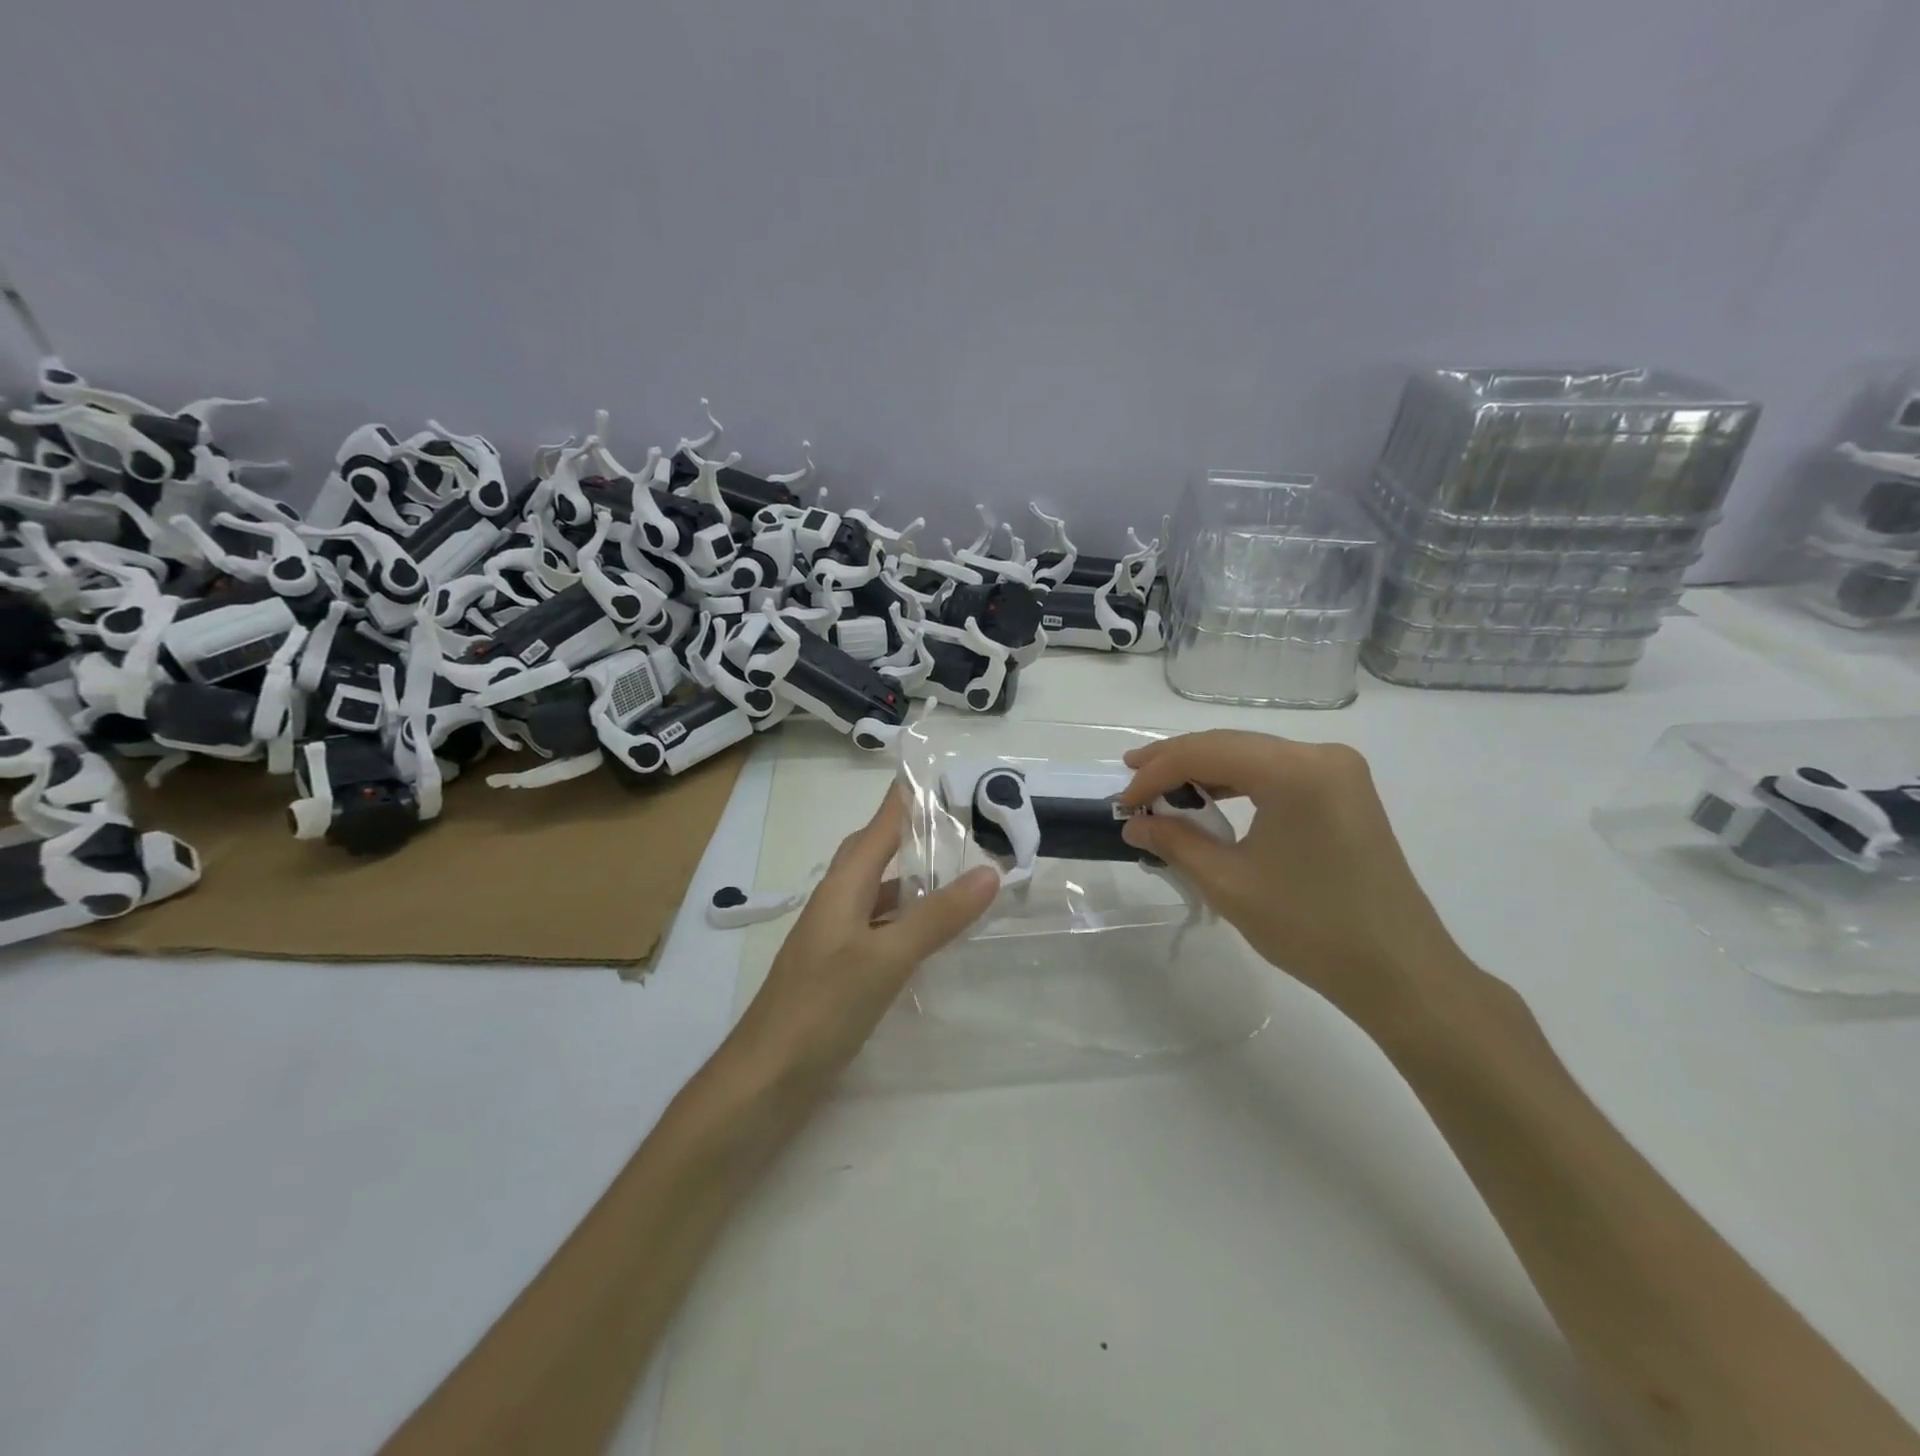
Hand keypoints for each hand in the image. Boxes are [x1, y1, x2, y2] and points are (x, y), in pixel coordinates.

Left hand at [729, 785, 999, 1091]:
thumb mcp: (886, 958)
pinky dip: (906, 921)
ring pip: (878, 894)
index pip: (878, 828)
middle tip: (956, 821)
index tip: (934, 772)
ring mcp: (835, 941)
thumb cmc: (821, 1007)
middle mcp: (836, 905)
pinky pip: (879, 929)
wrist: (765, 1080)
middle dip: (909, 834)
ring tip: (954, 873)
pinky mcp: (839, 973)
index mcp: (842, 888)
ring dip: (911, 880)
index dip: (903, 799)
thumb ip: (937, 916)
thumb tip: (989, 871)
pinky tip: (928, 936)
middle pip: (874, 855)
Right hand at [1118, 730, 1471, 1025]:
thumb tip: (1135, 823)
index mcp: (1295, 771)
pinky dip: (1239, 784)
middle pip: (1230, 745)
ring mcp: (1339, 771)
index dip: (1157, 772)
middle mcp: (1320, 755)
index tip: (1124, 801)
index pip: (1207, 752)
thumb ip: (1175, 842)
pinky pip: (1277, 773)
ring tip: (1161, 790)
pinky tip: (1210, 800)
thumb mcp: (1228, 883)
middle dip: (1176, 763)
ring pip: (1252, 755)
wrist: (1400, 972)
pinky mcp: (1345, 791)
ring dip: (1205, 772)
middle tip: (1132, 781)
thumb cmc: (1310, 927)